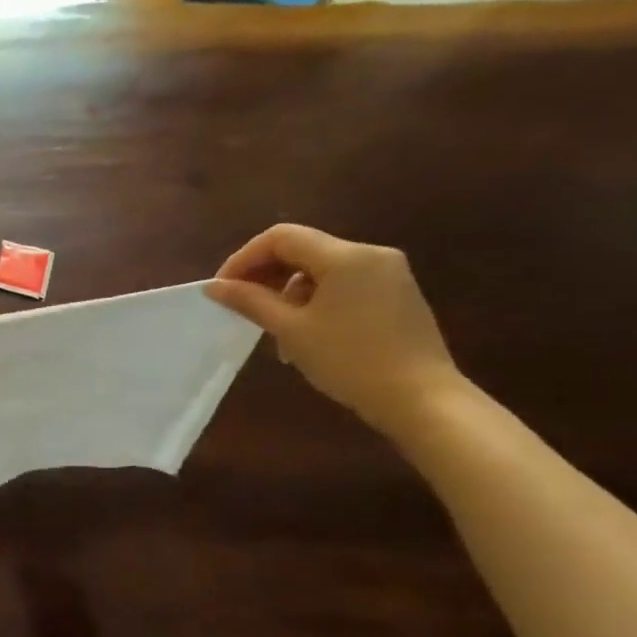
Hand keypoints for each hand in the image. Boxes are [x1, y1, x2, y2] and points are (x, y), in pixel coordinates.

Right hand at [205, 224, 463, 438]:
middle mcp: (371, 254)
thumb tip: (214, 286)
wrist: (421, 399)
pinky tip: (305, 332)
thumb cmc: (350, 361)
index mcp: (346, 257)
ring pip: (321, 269)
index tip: (223, 289)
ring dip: (287, 291)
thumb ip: (250, 301)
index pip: (281, 237)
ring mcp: (388, 274)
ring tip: (273, 329)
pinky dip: (315, 299)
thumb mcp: (291, 330)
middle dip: (265, 274)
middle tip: (241, 305)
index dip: (244, 258)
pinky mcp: (396, 294)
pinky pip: (343, 284)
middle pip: (302, 249)